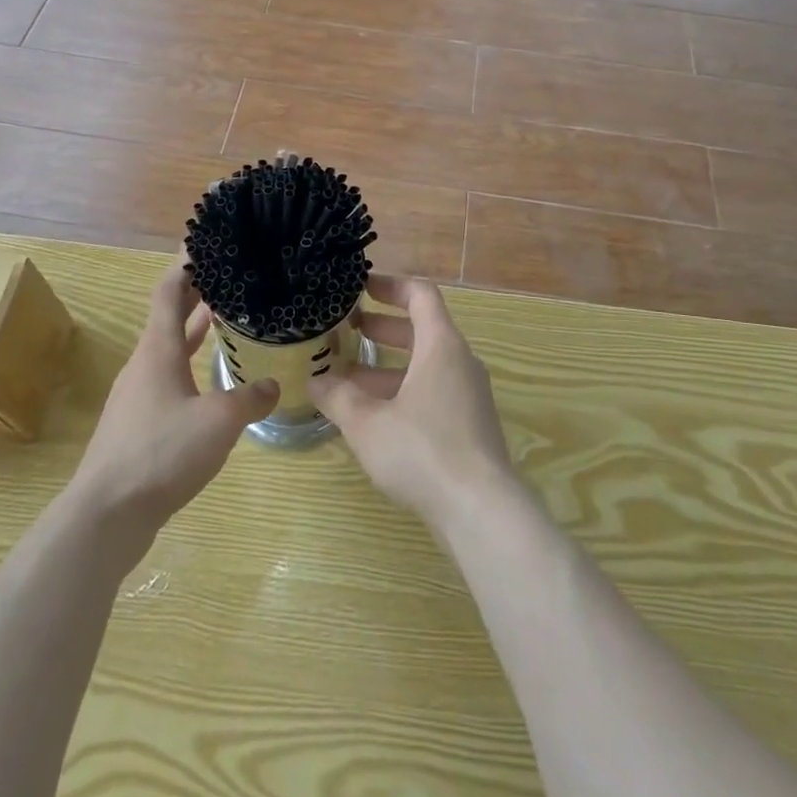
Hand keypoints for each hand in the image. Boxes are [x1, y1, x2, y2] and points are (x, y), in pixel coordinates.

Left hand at [66, 258, 277, 557]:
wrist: (105, 517)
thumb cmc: (161, 452)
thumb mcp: (219, 421)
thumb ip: (250, 398)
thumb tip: (273, 384)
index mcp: (159, 349)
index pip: (170, 290)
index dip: (186, 263)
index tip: (206, 241)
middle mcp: (145, 364)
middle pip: (171, 316)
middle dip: (198, 294)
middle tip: (231, 276)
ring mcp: (138, 396)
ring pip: (172, 350)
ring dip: (197, 331)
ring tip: (230, 321)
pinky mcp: (138, 425)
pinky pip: (170, 380)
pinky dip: (192, 366)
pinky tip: (215, 384)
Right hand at [309, 274, 517, 533]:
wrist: (482, 511)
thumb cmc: (423, 451)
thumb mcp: (368, 423)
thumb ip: (338, 398)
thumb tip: (314, 381)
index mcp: (441, 345)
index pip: (420, 295)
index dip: (390, 286)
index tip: (361, 287)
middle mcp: (460, 361)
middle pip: (421, 329)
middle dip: (382, 327)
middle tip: (347, 328)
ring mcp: (469, 395)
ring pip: (425, 365)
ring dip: (387, 367)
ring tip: (345, 378)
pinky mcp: (469, 426)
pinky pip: (433, 392)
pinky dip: (402, 392)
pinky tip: (372, 418)